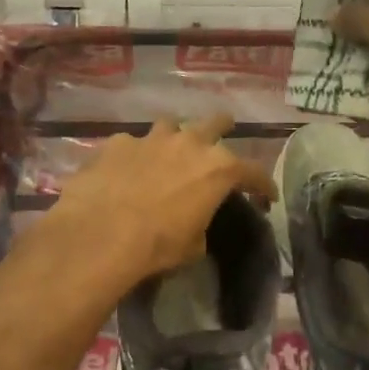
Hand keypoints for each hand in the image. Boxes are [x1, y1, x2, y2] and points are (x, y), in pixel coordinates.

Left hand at [38, 114, 274, 287]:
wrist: (101, 234)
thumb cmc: (158, 245)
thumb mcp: (193, 246)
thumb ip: (201, 224)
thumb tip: (193, 223)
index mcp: (218, 170)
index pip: (254, 172)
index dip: (263, 185)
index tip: (267, 195)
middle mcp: (189, 144)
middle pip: (216, 123)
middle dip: (223, 127)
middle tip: (224, 132)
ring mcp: (151, 138)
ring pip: (171, 124)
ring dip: (174, 136)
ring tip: (169, 149)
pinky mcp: (117, 143)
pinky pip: (132, 144)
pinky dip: (134, 155)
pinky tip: (125, 170)